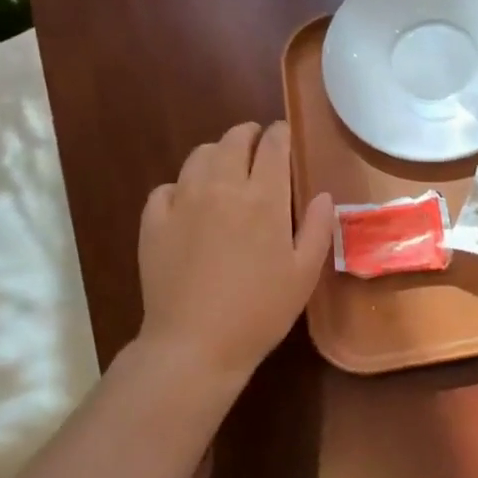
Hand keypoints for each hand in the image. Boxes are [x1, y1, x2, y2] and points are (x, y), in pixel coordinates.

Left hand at [138, 122, 334, 380]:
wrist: (196, 344)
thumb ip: (318, 229)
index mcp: (264, 198)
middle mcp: (222, 188)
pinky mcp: (154, 222)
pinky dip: (181, 186)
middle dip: (248, 135)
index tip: (285, 135)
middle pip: (233, 140)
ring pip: (199, 156)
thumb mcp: (304, 274)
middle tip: (257, 143)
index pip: (273, 146)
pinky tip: (189, 202)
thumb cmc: (260, 310)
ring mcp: (183, 202)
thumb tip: (323, 195)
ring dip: (216, 153)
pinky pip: (167, 187)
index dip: (281, 134)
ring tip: (225, 167)